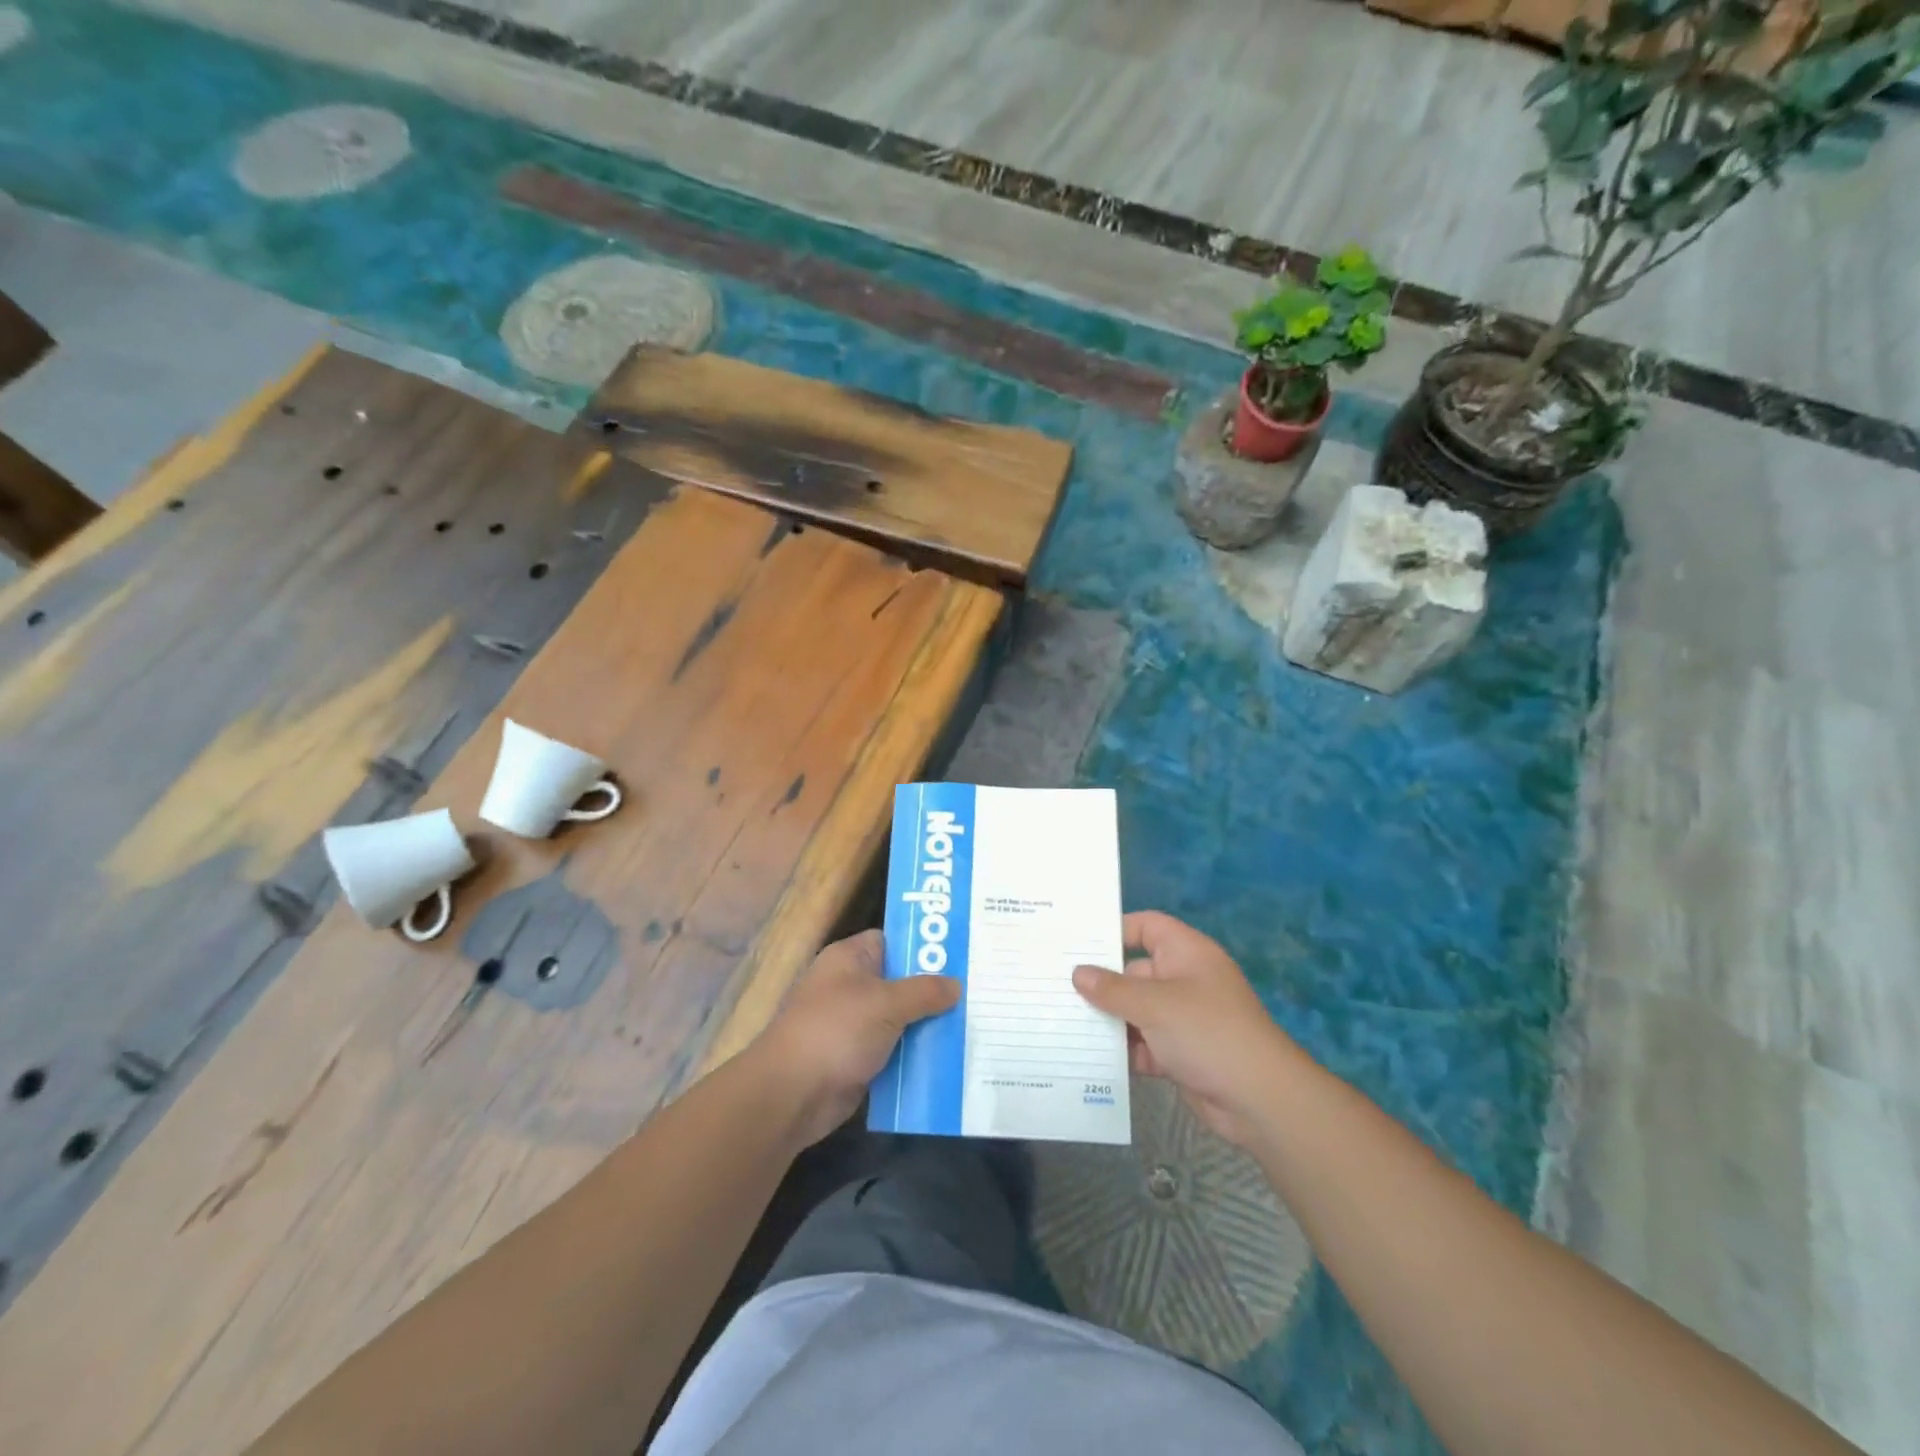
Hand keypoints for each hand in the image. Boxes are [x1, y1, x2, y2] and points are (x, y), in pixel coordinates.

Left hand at [752, 929, 959, 1146]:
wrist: (792, 1094)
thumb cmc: (836, 1031)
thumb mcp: (887, 1003)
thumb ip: (925, 991)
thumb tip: (956, 985)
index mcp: (850, 958)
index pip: (893, 941)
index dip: (924, 946)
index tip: (962, 954)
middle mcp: (850, 986)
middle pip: (900, 981)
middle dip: (934, 990)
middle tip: (976, 992)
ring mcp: (853, 1025)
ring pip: (900, 1019)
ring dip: (928, 1026)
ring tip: (973, 1024)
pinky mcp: (857, 1059)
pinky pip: (894, 1050)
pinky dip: (915, 1055)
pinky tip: (950, 1058)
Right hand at [1073, 911, 1301, 1148]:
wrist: (1260, 1100)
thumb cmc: (1207, 1033)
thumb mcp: (1155, 1005)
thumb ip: (1113, 989)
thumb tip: (1079, 973)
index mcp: (1186, 953)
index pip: (1147, 927)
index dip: (1115, 930)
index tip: (1078, 943)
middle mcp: (1184, 980)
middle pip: (1135, 972)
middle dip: (1101, 983)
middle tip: (1056, 987)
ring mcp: (1184, 1019)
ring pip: (1137, 1011)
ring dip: (1108, 1020)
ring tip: (1063, 1022)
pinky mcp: (1181, 1054)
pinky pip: (1144, 1044)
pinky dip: (1123, 1051)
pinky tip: (1088, 1057)